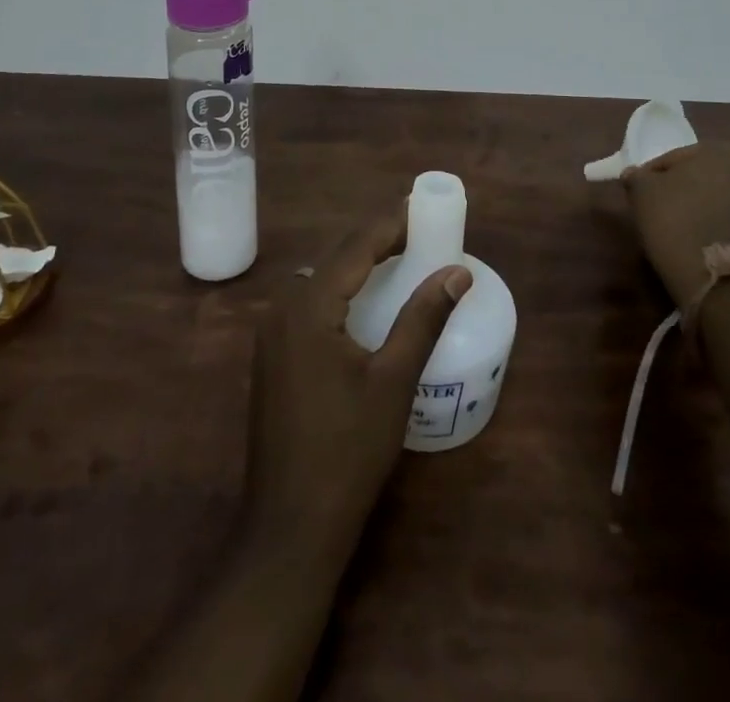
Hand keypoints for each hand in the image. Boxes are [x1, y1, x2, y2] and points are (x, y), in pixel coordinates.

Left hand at [243, 210, 472, 571]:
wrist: (290, 524)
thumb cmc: (348, 450)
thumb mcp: (394, 381)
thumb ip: (424, 318)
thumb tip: (458, 271)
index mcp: (309, 307)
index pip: (354, 248)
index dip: (388, 223)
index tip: (419, 204)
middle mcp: (282, 309)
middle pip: (333, 258)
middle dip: (374, 239)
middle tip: (416, 230)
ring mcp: (271, 334)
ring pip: (318, 278)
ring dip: (354, 263)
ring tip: (395, 257)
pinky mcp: (272, 356)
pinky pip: (308, 302)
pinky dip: (339, 288)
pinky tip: (361, 300)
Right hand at [623, 143, 729, 307]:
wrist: (716, 278)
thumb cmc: (676, 221)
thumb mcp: (642, 192)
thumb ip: (637, 176)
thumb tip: (635, 175)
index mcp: (722, 151)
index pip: (674, 159)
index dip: (651, 176)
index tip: (638, 195)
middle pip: (698, 177)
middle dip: (678, 190)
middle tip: (655, 209)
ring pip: (715, 199)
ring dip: (696, 208)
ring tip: (674, 229)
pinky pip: (728, 222)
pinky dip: (711, 226)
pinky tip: (694, 242)